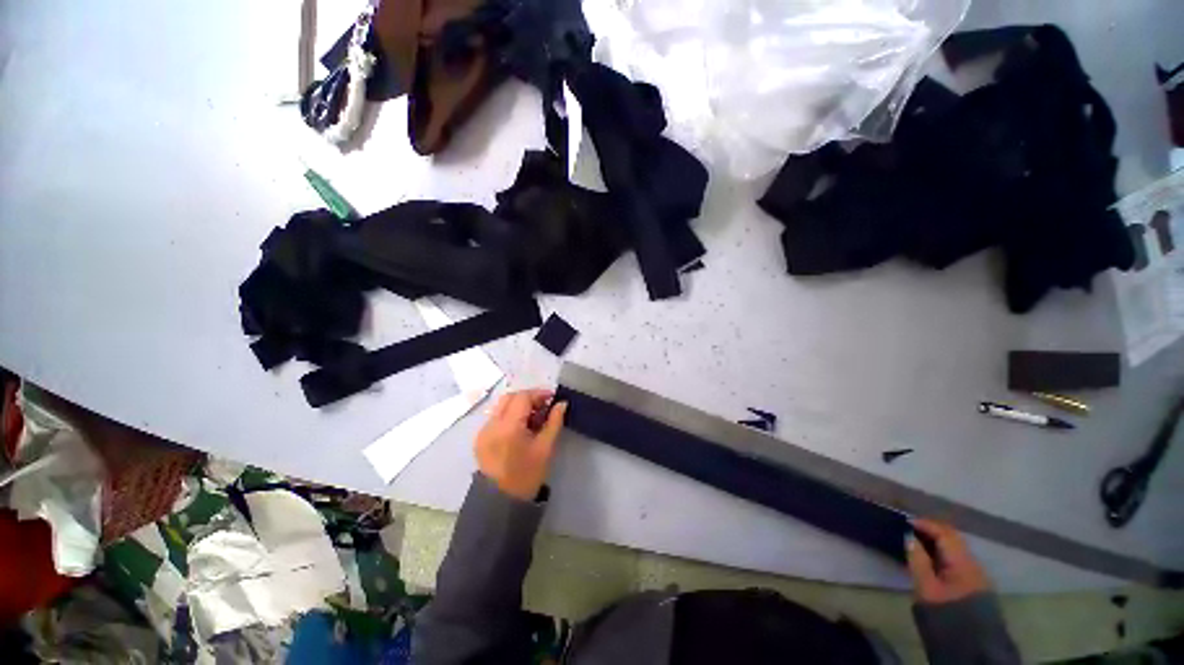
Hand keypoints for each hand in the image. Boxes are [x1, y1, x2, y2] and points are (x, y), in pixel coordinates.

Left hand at [474, 389, 566, 500]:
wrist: (501, 502)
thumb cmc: (527, 475)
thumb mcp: (546, 448)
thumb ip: (554, 422)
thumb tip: (561, 403)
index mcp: (508, 427)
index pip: (522, 397)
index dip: (538, 394)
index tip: (552, 398)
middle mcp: (491, 425)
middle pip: (509, 397)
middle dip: (527, 397)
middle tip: (543, 406)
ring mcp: (483, 431)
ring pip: (501, 406)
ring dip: (518, 405)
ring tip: (533, 417)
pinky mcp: (480, 438)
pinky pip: (495, 417)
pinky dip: (509, 415)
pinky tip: (520, 427)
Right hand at [907, 519, 989, 604]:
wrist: (971, 644)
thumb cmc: (945, 612)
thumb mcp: (926, 587)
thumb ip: (918, 560)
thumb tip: (910, 537)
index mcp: (962, 561)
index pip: (945, 533)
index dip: (926, 524)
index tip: (906, 521)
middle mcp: (974, 563)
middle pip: (953, 538)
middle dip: (933, 531)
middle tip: (912, 529)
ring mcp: (978, 573)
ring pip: (957, 548)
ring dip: (939, 541)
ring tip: (919, 541)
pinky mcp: (977, 583)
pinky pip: (959, 559)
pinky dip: (945, 552)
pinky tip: (934, 558)